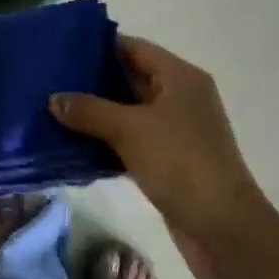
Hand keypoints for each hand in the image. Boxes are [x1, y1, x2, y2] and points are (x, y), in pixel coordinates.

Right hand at [50, 36, 268, 278]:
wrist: (225, 232)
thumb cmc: (180, 163)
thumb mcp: (130, 130)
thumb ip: (90, 110)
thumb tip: (53, 98)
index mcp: (179, 76)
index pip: (133, 47)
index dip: (99, 46)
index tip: (63, 49)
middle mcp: (181, 96)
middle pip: (131, 78)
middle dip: (94, 81)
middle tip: (53, 80)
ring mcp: (178, 130)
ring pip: (130, 112)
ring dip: (99, 114)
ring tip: (57, 110)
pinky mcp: (172, 161)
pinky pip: (134, 140)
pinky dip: (110, 141)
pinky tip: (78, 145)